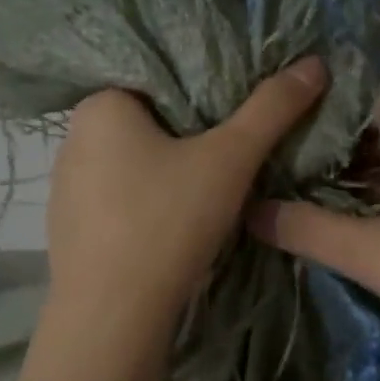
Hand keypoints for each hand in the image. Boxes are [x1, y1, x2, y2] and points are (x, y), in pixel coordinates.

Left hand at [47, 56, 327, 336]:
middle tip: (230, 159)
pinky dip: (143, 207)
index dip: (205, 95)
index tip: (237, 119)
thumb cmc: (167, 222)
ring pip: (130, 166)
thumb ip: (272, 109)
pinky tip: (168, 229)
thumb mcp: (229, 160)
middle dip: (187, 138)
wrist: (113, 316)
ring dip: (165, 175)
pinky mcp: (67, 228)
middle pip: (147, 124)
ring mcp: (64, 187)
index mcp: (100, 105)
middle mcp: (72, 138)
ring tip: (204, 198)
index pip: (160, 80)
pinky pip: (115, 202)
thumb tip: (314, 64)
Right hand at [249, 90, 379, 369]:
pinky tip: (350, 230)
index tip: (273, 138)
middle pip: (379, 133)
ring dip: (355, 186)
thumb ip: (309, 229)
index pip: (364, 99)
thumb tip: (250, 210)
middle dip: (329, 155)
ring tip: (300, 203)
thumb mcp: (374, 252)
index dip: (318, 115)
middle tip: (275, 176)